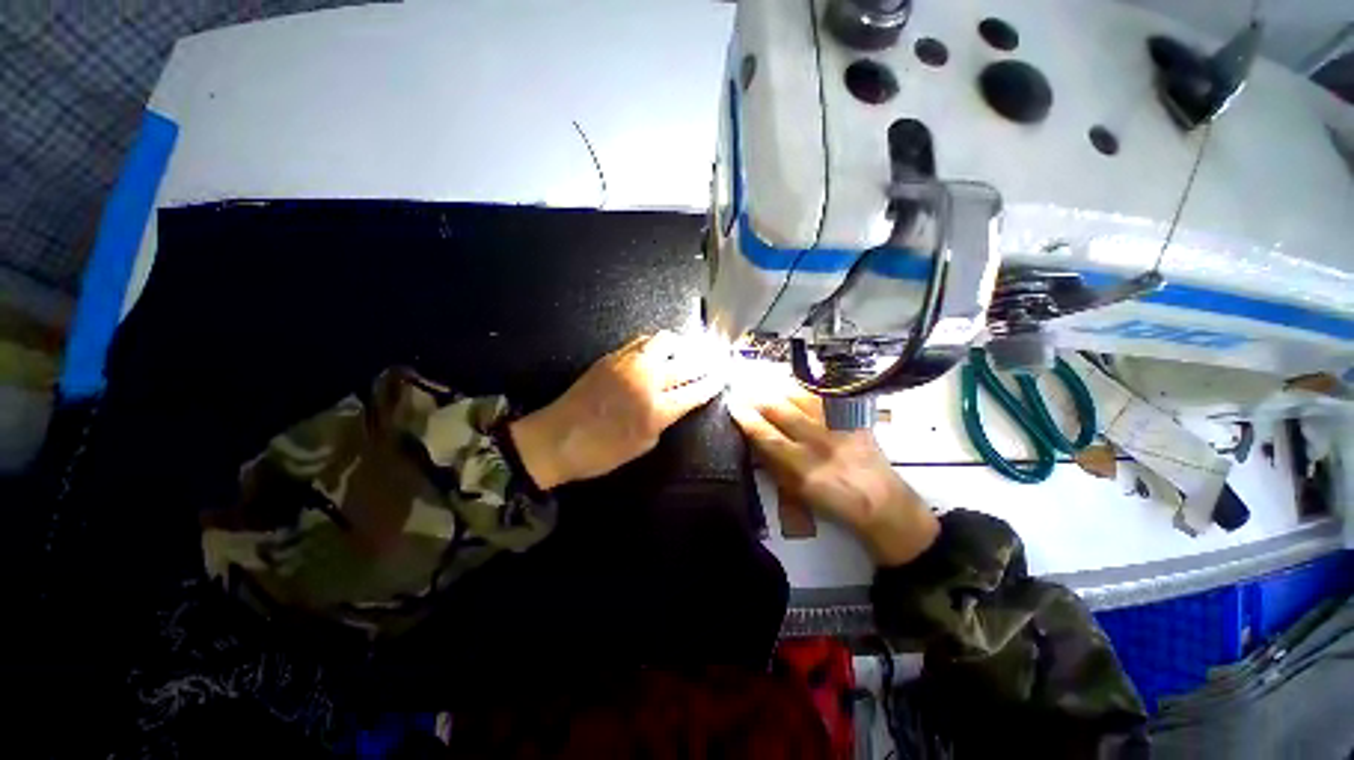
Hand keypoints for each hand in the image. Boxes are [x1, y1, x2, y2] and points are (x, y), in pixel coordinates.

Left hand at [510, 331, 725, 488]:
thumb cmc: (601, 452)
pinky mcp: (612, 356)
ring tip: (687, 351)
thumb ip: (664, 420)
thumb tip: (674, 403)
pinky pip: (642, 341)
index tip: (724, 375)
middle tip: (715, 359)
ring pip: (665, 342)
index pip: (696, 391)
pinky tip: (659, 351)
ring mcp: (629, 364)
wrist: (556, 438)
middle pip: (687, 363)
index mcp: (657, 410)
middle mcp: (647, 381)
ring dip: (682, 345)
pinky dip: (657, 344)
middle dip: (705, 361)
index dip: (713, 382)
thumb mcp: (642, 445)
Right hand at [726, 365, 937, 565]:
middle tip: (742, 388)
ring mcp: (837, 427)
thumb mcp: (796, 492)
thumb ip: (773, 464)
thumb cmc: (832, 500)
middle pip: (780, 411)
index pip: (766, 435)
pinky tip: (792, 382)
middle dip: (757, 397)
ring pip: (801, 398)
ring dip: (777, 388)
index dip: (746, 418)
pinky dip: (804, 387)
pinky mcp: (852, 417)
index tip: (732, 405)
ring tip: (762, 382)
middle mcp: (818, 444)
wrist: (880, 500)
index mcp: (802, 468)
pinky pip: (824, 395)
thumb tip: (753, 437)